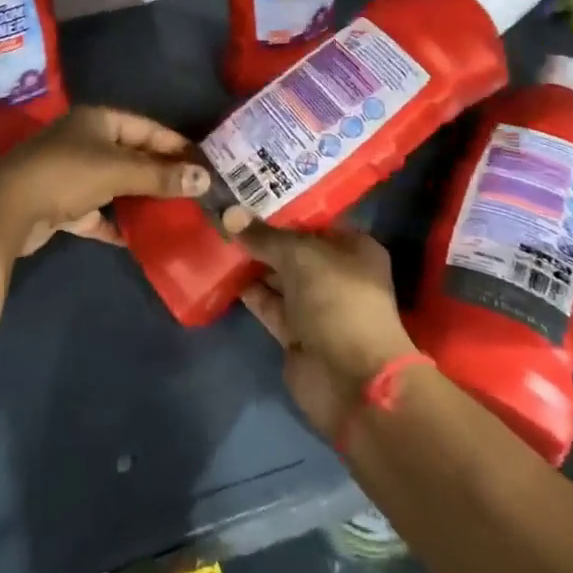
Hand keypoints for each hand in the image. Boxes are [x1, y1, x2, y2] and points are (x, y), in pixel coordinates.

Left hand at [0, 107, 209, 258]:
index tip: (205, 163)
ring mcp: (71, 172)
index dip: (176, 145)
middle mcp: (84, 140)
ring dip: (140, 199)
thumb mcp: (118, 171)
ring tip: (174, 215)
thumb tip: (205, 178)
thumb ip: (161, 176)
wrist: (7, 209)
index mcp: (97, 120)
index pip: (147, 127)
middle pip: (131, 155)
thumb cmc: (67, 175)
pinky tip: (139, 239)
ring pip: (115, 184)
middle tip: (195, 192)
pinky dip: (115, 222)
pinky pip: (97, 211)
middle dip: (161, 174)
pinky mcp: (61, 203)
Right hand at [236, 226, 416, 439]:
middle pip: (295, 249)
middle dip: (263, 235)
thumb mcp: (299, 256)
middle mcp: (337, 274)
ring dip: (253, 262)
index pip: (315, 221)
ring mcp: (317, 306)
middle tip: (226, 213)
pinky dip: (249, 291)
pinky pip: (269, 304)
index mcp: (354, 249)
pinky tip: (223, 272)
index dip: (284, 208)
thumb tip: (228, 213)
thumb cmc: (337, 301)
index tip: (249, 193)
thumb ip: (263, 236)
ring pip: (279, 277)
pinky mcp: (296, 333)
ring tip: (218, 237)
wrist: (351, 379)